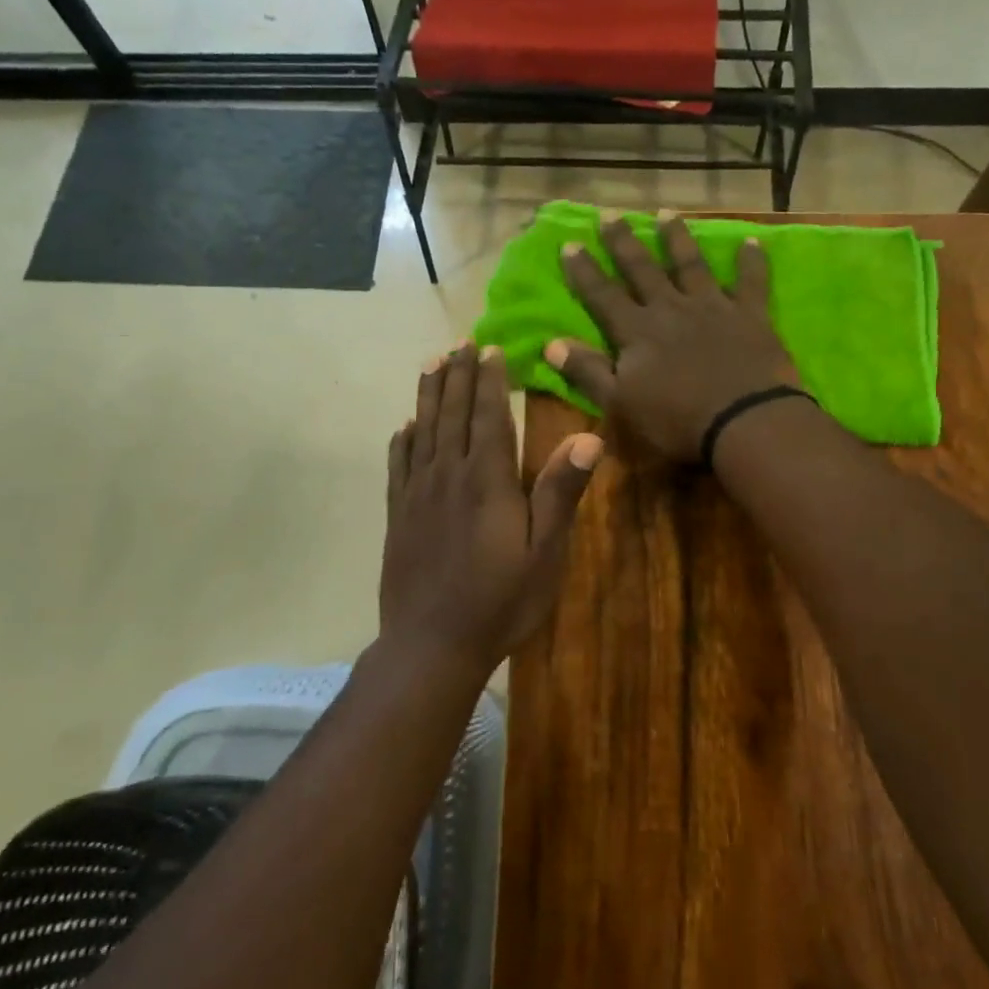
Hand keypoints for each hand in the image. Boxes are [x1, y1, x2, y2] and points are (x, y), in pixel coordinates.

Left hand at [380, 342, 602, 679]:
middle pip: (452, 413)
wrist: (431, 645)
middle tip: (460, 343)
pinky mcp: (399, 515)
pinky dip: (402, 439)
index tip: (490, 348)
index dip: (490, 380)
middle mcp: (449, 475)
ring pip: (423, 430)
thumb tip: (589, 437)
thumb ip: (560, 492)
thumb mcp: (545, 552)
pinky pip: (399, 465)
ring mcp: (418, 494)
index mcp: (487, 480)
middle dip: (458, 375)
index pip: (489, 415)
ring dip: (429, 394)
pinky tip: (404, 426)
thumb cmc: (500, 601)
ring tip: (432, 363)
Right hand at [548, 214, 800, 464]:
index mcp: (637, 332)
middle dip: (624, 242)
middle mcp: (671, 309)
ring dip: (677, 238)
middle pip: (642, 269)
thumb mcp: (620, 404)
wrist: (744, 423)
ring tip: (666, 213)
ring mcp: (712, 307)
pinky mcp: (750, 316)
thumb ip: (587, 372)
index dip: (585, 271)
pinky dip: (751, 262)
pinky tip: (751, 242)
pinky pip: (751, 282)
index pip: (603, 295)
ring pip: (691, 265)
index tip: (570, 243)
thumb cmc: (676, 421)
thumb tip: (551, 343)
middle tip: (610, 214)